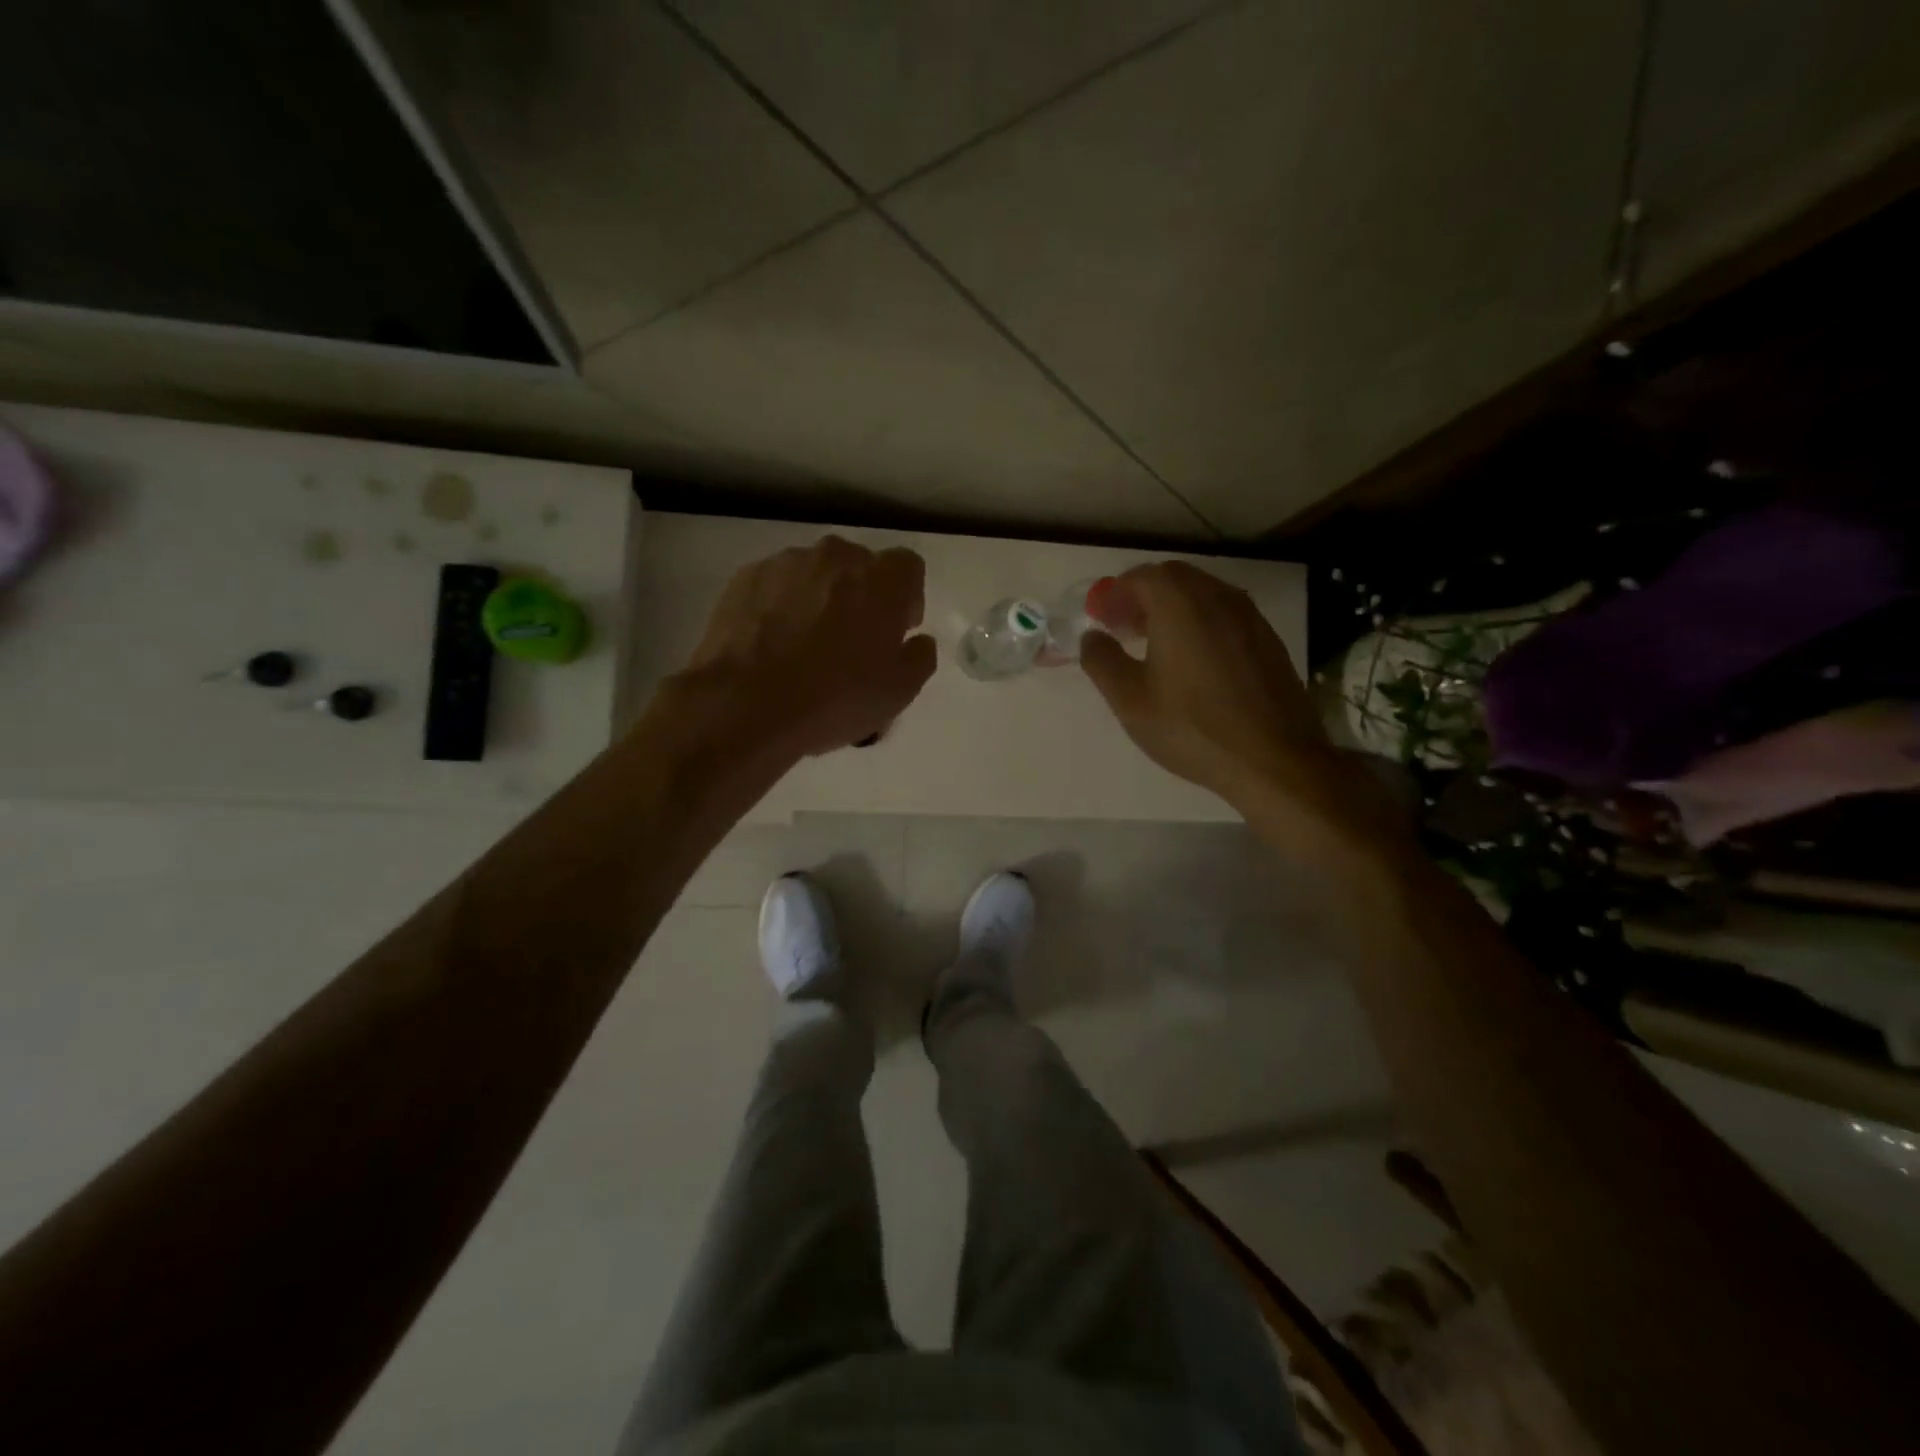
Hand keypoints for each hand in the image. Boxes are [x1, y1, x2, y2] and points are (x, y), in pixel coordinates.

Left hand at [673, 535, 936, 760]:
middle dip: (862, 596)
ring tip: (805, 645)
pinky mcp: (745, 578)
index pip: (908, 568)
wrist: (744, 704)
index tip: (896, 632)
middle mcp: (836, 556)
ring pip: (815, 575)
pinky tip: (772, 646)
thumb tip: (917, 640)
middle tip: (852, 641)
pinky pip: (776, 586)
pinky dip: (780, 607)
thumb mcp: (899, 692)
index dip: (907, 599)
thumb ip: (920, 656)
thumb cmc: (834, 698)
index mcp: (882, 578)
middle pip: (859, 567)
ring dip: (819, 599)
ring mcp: (785, 562)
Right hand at [1080, 562, 1371, 830]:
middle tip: (1123, 629)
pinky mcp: (1267, 640)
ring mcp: (1249, 617)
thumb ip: (1102, 661)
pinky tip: (1192, 663)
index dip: (1114, 594)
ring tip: (1154, 646)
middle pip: (1173, 578)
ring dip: (1172, 609)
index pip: (1140, 576)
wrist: (1274, 759)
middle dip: (1142, 597)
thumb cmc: (1192, 728)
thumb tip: (1092, 637)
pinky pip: (1224, 616)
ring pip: (1202, 595)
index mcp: (1180, 603)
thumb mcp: (1130, 700)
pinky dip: (1200, 623)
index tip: (1100, 620)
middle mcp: (1217, 597)